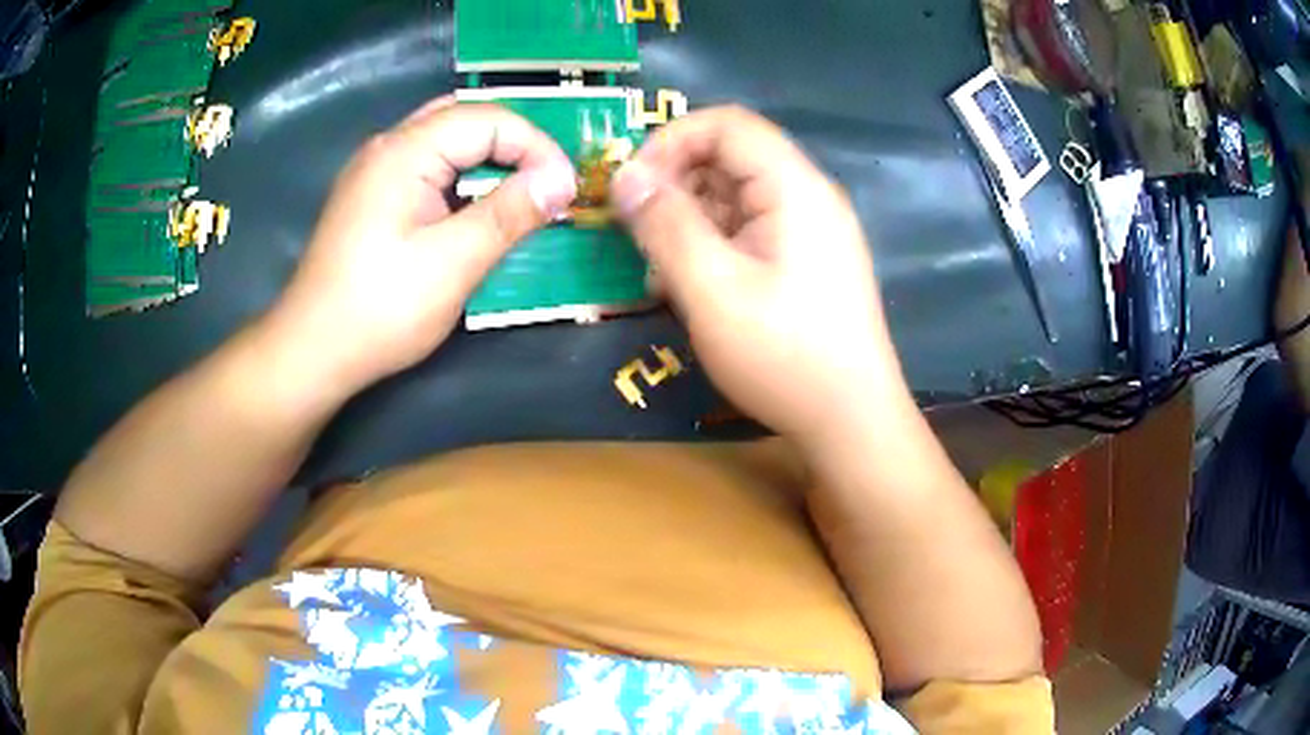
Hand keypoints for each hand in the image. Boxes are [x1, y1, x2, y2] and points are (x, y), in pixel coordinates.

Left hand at [268, 98, 577, 389]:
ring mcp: (374, 171)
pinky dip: (460, 173)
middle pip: (464, 116)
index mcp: (405, 151)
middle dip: (513, 141)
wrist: (311, 352)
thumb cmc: (379, 310)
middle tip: (546, 180)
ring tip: (520, 189)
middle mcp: (387, 147)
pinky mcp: (370, 197)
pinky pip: (425, 164)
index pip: (488, 119)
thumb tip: (562, 179)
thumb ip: (509, 213)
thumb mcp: (453, 263)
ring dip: (486, 155)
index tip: (566, 189)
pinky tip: (473, 205)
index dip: (536, 146)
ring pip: (443, 138)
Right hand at [613, 106, 909, 450]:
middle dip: (676, 183)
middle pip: (731, 157)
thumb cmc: (784, 355)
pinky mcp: (807, 260)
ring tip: (661, 271)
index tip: (631, 185)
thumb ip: (665, 224)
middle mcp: (808, 196)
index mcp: (794, 186)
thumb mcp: (712, 288)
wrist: (851, 422)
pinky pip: (750, 230)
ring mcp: (811, 230)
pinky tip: (692, 286)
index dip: (670, 140)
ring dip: (690, 219)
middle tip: (637, 232)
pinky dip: (713, 244)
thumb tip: (625, 177)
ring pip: (736, 196)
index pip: (727, 124)